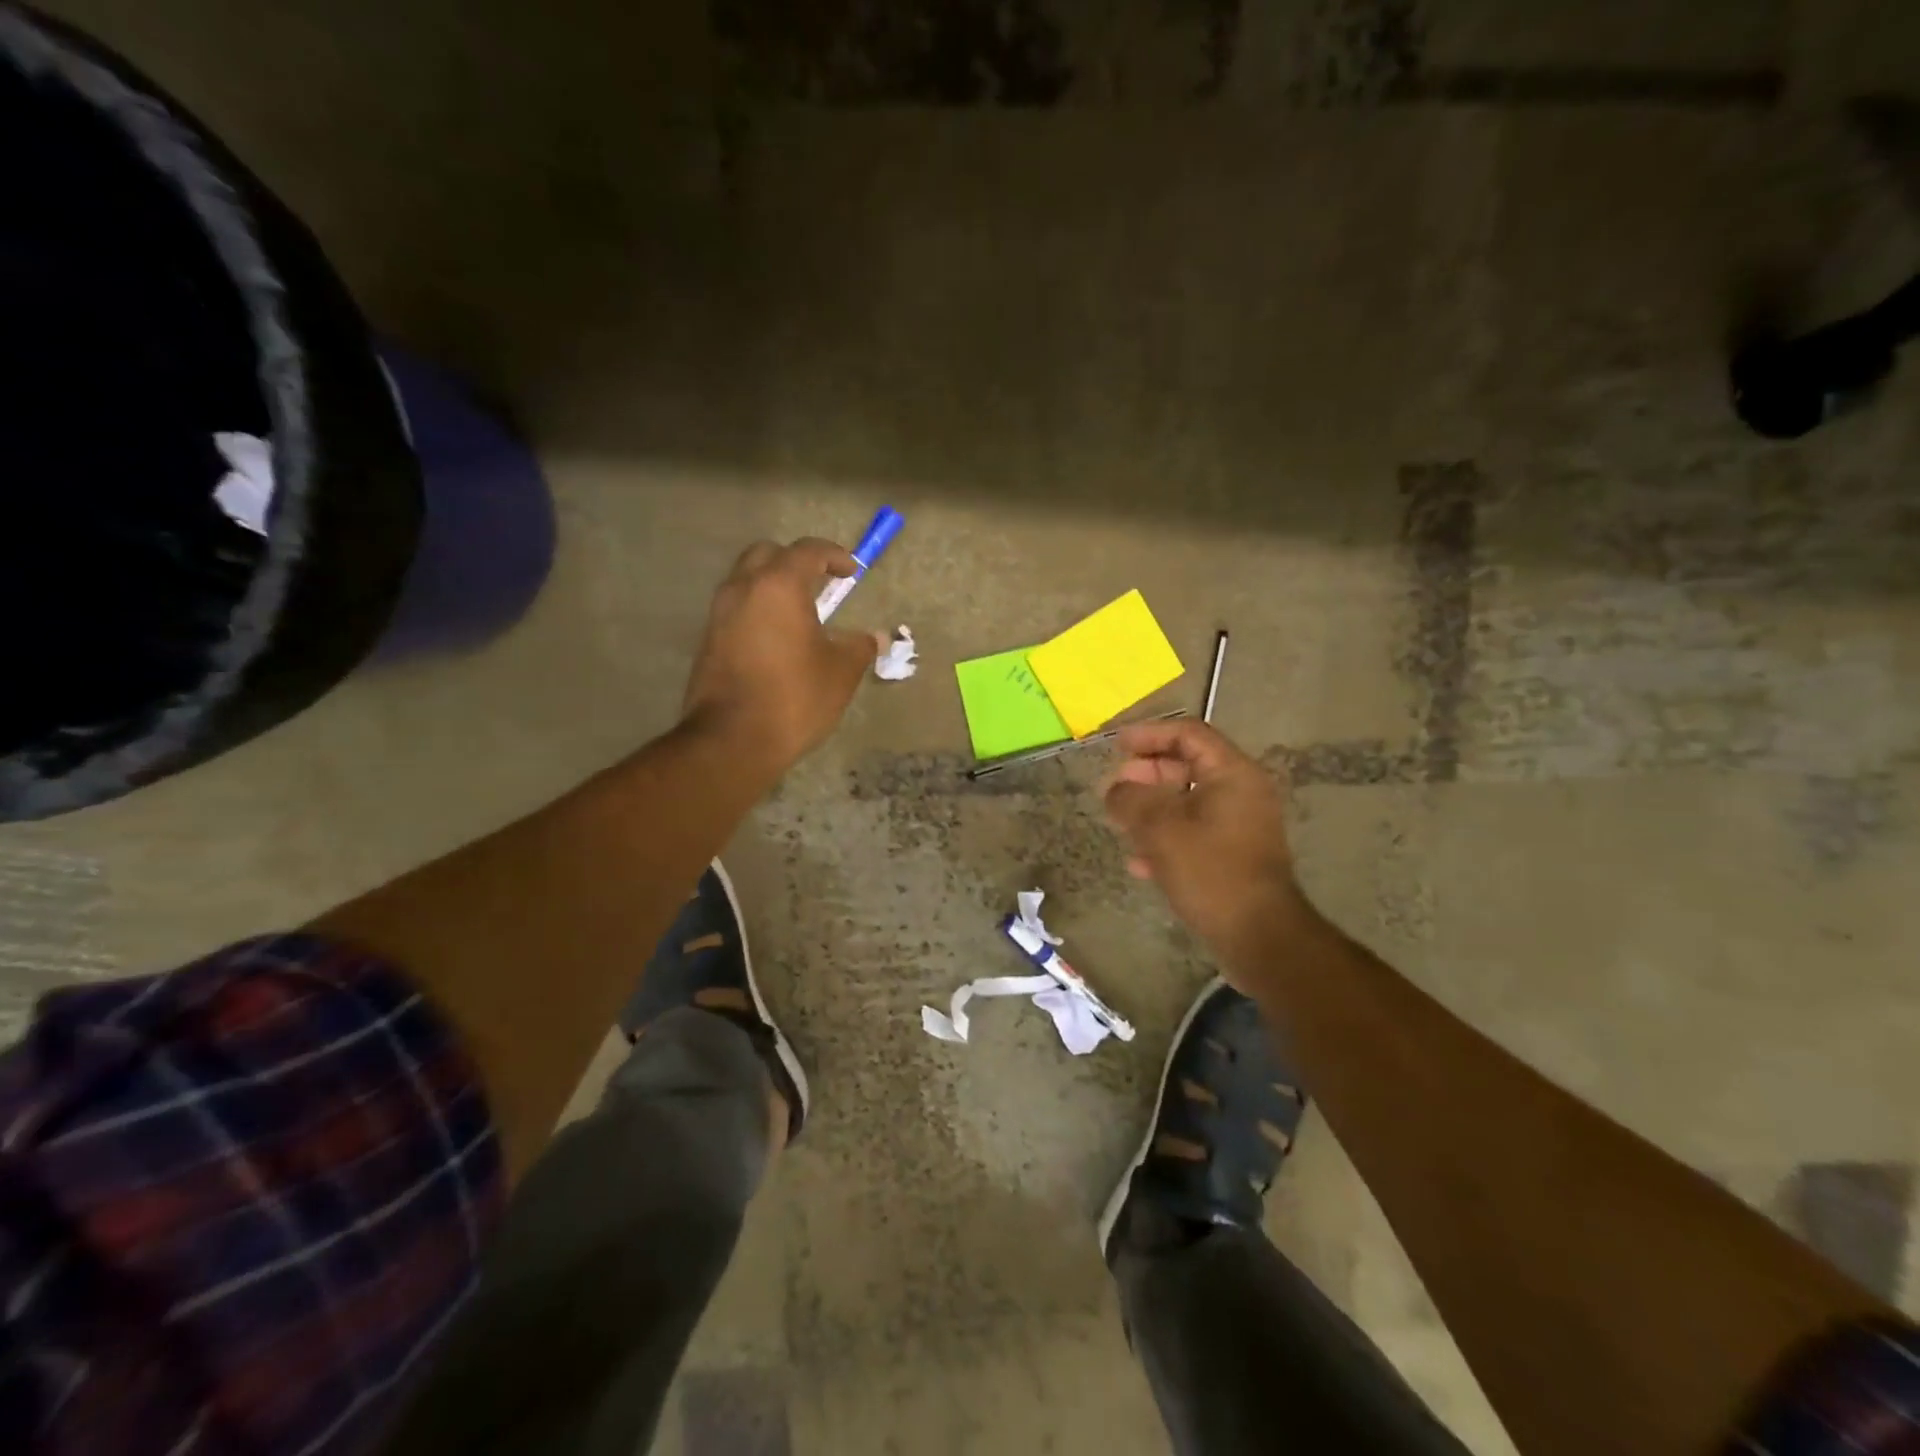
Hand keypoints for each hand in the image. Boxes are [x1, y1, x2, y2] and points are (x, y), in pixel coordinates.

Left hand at [681, 539, 884, 773]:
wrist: (731, 741)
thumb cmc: (794, 698)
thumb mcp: (841, 672)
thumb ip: (859, 646)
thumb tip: (876, 638)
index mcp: (778, 586)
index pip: (808, 551)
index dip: (835, 556)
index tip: (852, 572)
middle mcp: (743, 589)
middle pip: (767, 554)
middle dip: (796, 562)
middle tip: (821, 584)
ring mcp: (719, 614)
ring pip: (747, 581)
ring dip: (774, 586)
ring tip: (801, 614)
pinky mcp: (709, 640)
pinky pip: (737, 609)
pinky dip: (759, 611)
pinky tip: (778, 639)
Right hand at [1103, 720, 1310, 976]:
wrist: (1258, 935)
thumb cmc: (1210, 871)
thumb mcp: (1160, 829)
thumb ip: (1131, 799)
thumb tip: (1115, 789)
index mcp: (1232, 773)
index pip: (1188, 734)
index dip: (1149, 734)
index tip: (1116, 745)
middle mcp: (1241, 792)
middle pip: (1187, 765)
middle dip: (1146, 773)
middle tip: (1114, 787)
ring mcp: (1239, 825)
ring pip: (1187, 801)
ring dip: (1151, 807)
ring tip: (1120, 822)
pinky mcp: (1233, 855)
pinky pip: (1194, 832)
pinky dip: (1165, 837)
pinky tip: (1139, 862)